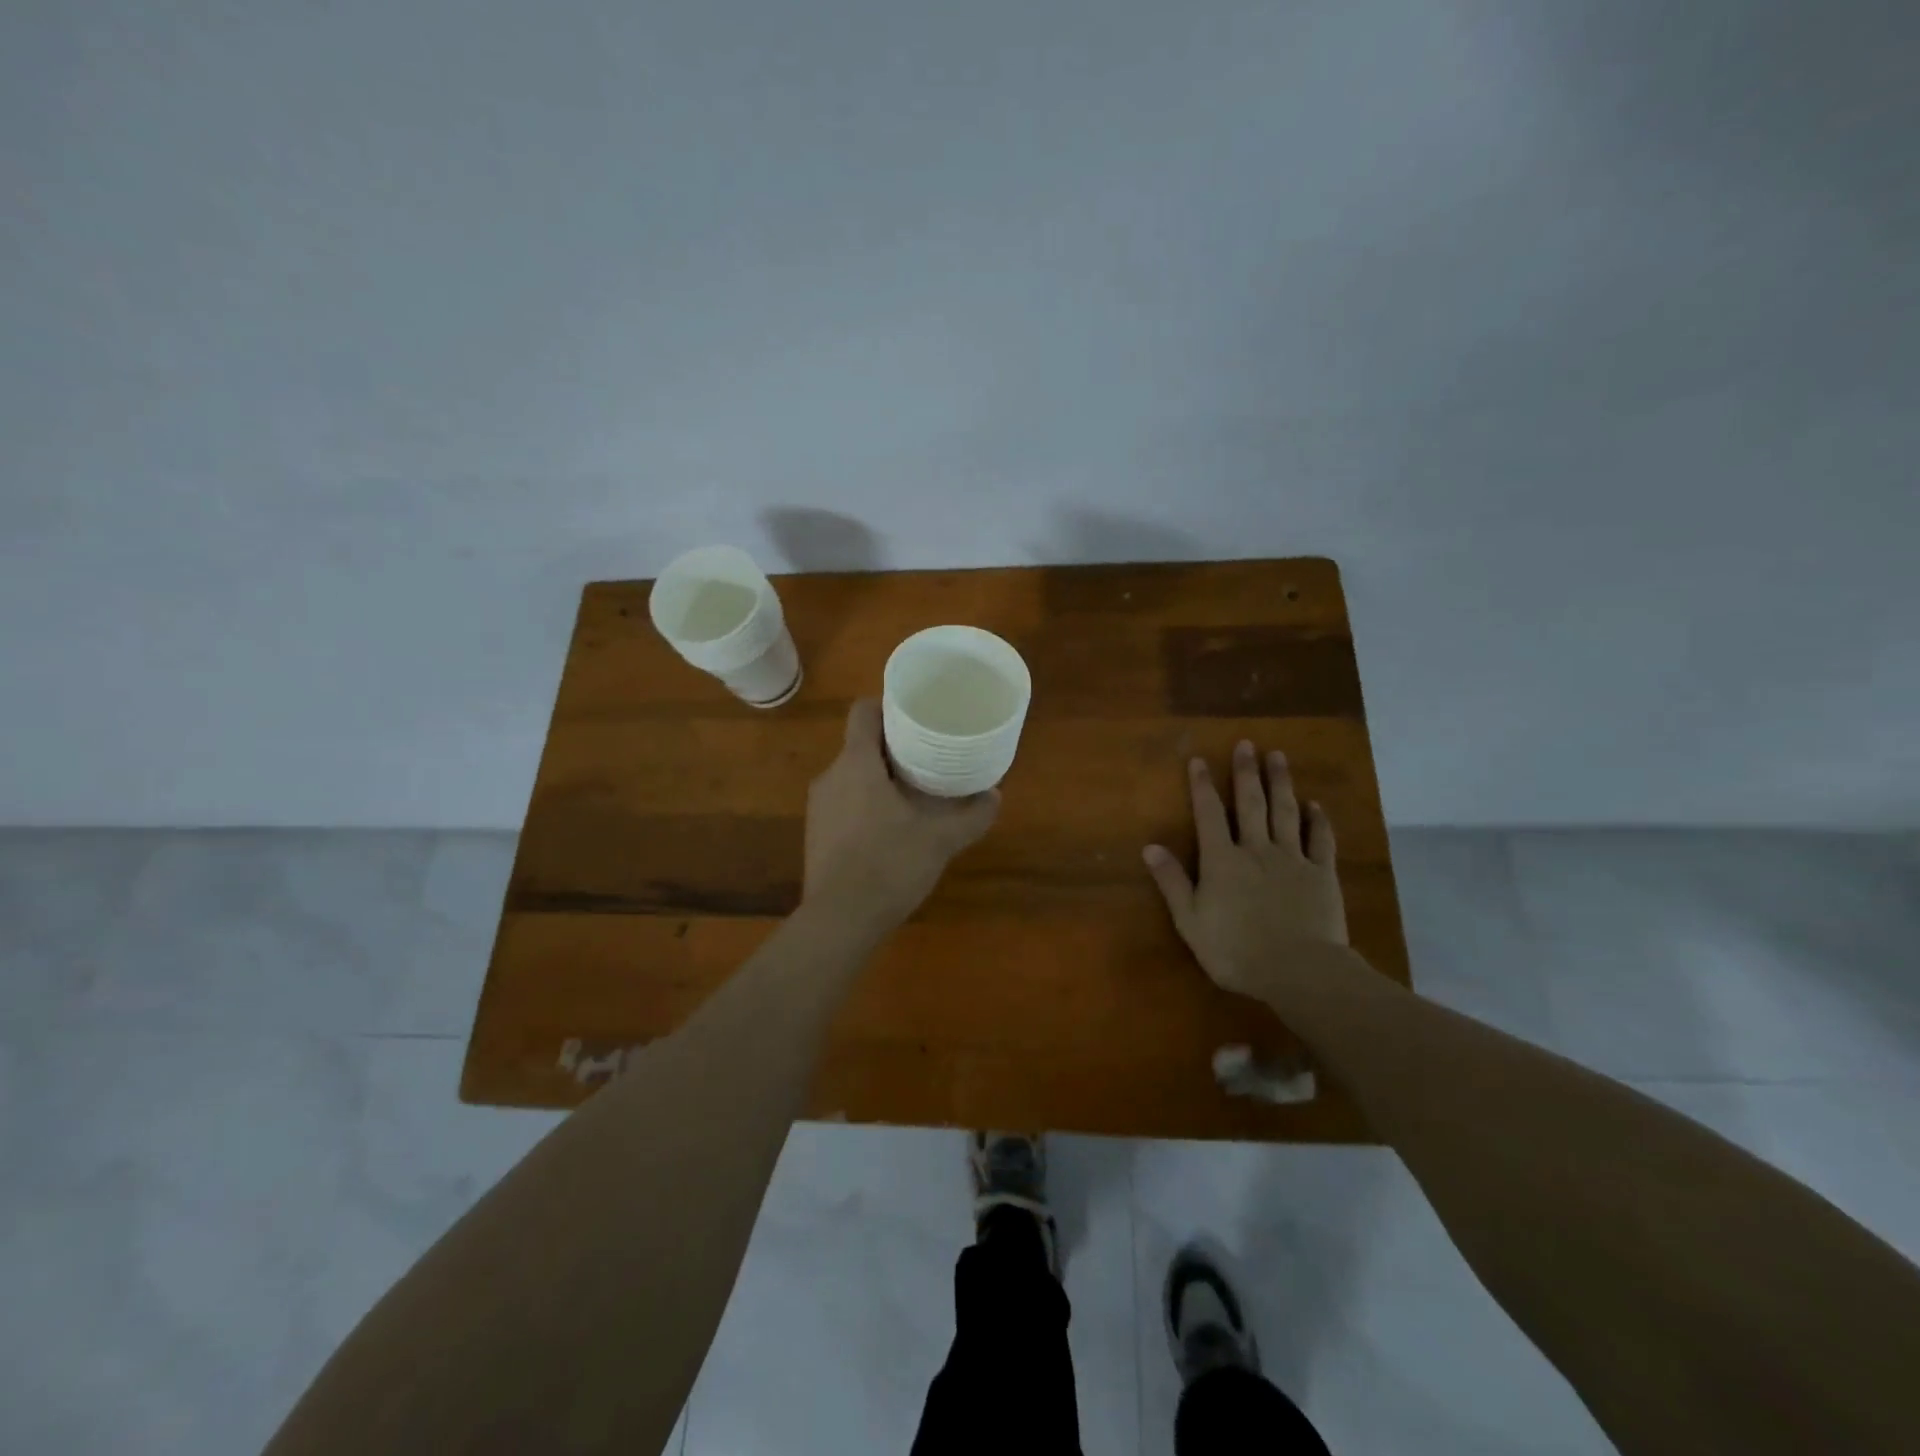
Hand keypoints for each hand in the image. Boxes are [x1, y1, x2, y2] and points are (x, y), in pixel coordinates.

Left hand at [804, 700, 1000, 932]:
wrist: (839, 920)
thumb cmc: (889, 865)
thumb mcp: (940, 840)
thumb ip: (972, 816)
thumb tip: (995, 796)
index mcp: (856, 764)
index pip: (863, 712)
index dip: (887, 706)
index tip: (916, 716)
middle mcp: (831, 777)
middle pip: (860, 744)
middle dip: (893, 746)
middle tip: (928, 755)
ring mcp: (819, 807)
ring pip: (851, 775)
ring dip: (879, 777)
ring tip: (913, 791)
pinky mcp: (817, 833)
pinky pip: (844, 802)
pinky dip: (866, 803)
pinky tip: (890, 827)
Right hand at [1142, 740, 1347, 1001]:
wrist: (1299, 971)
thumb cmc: (1235, 950)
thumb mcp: (1190, 921)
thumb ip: (1172, 882)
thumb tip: (1150, 847)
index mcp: (1222, 861)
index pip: (1209, 815)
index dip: (1202, 786)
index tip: (1200, 760)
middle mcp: (1256, 850)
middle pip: (1250, 804)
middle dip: (1246, 772)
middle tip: (1246, 744)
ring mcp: (1292, 859)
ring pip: (1286, 812)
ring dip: (1281, 783)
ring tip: (1278, 757)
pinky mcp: (1322, 874)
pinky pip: (1321, 840)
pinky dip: (1318, 820)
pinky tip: (1315, 805)